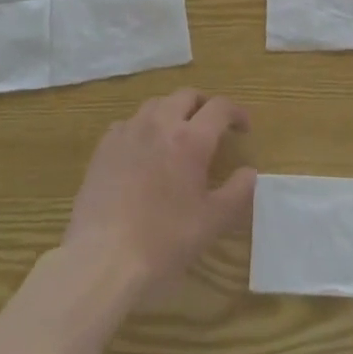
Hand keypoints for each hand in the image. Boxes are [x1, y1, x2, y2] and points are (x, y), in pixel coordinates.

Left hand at [64, 89, 257, 298]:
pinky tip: (144, 150)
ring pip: (156, 104)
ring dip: (174, 111)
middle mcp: (160, 124)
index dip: (236, 113)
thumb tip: (249, 172)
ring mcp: (128, 131)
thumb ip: (237, 192)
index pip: (220, 108)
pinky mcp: (104, 146)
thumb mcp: (213, 222)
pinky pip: (129, 123)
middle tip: (213, 126)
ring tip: (178, 134)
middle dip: (204, 105)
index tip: (243, 128)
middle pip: (186, 95)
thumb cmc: (164, 241)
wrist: (103, 258)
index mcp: (191, 139)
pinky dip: (144, 127)